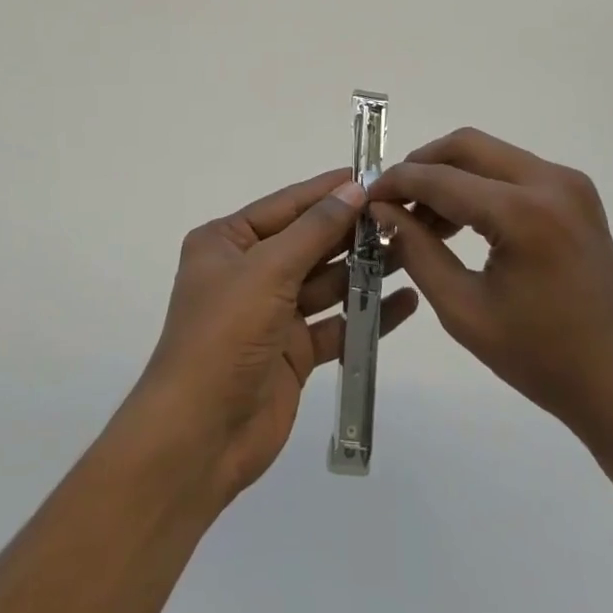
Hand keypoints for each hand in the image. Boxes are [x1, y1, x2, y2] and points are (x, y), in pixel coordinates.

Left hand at [129, 169, 418, 504]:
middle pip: (308, 242)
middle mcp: (248, 271)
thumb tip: (352, 189)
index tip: (371, 175)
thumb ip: (314, 230)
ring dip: (364, 269)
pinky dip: (366, 314)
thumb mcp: (267, 270)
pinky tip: (404, 302)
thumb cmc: (225, 335)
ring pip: (326, 282)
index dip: (327, 190)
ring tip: (412, 250)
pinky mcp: (293, 352)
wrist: (200, 436)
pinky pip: (336, 324)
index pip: (286, 206)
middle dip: (352, 230)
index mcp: (227, 242)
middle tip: (403, 214)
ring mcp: (271, 313)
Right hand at [369, 129, 612, 469]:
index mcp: (525, 213)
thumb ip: (417, 251)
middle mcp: (551, 182)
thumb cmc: (544, 361)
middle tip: (392, 200)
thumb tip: (383, 210)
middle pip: (466, 146)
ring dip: (449, 175)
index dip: (396, 183)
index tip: (365, 197)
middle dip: (422, 166)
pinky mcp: (576, 194)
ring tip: (421, 218)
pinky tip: (459, 221)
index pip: (441, 178)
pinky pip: (512, 170)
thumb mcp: (465, 311)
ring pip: (488, 154)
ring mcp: (569, 184)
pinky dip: (478, 184)